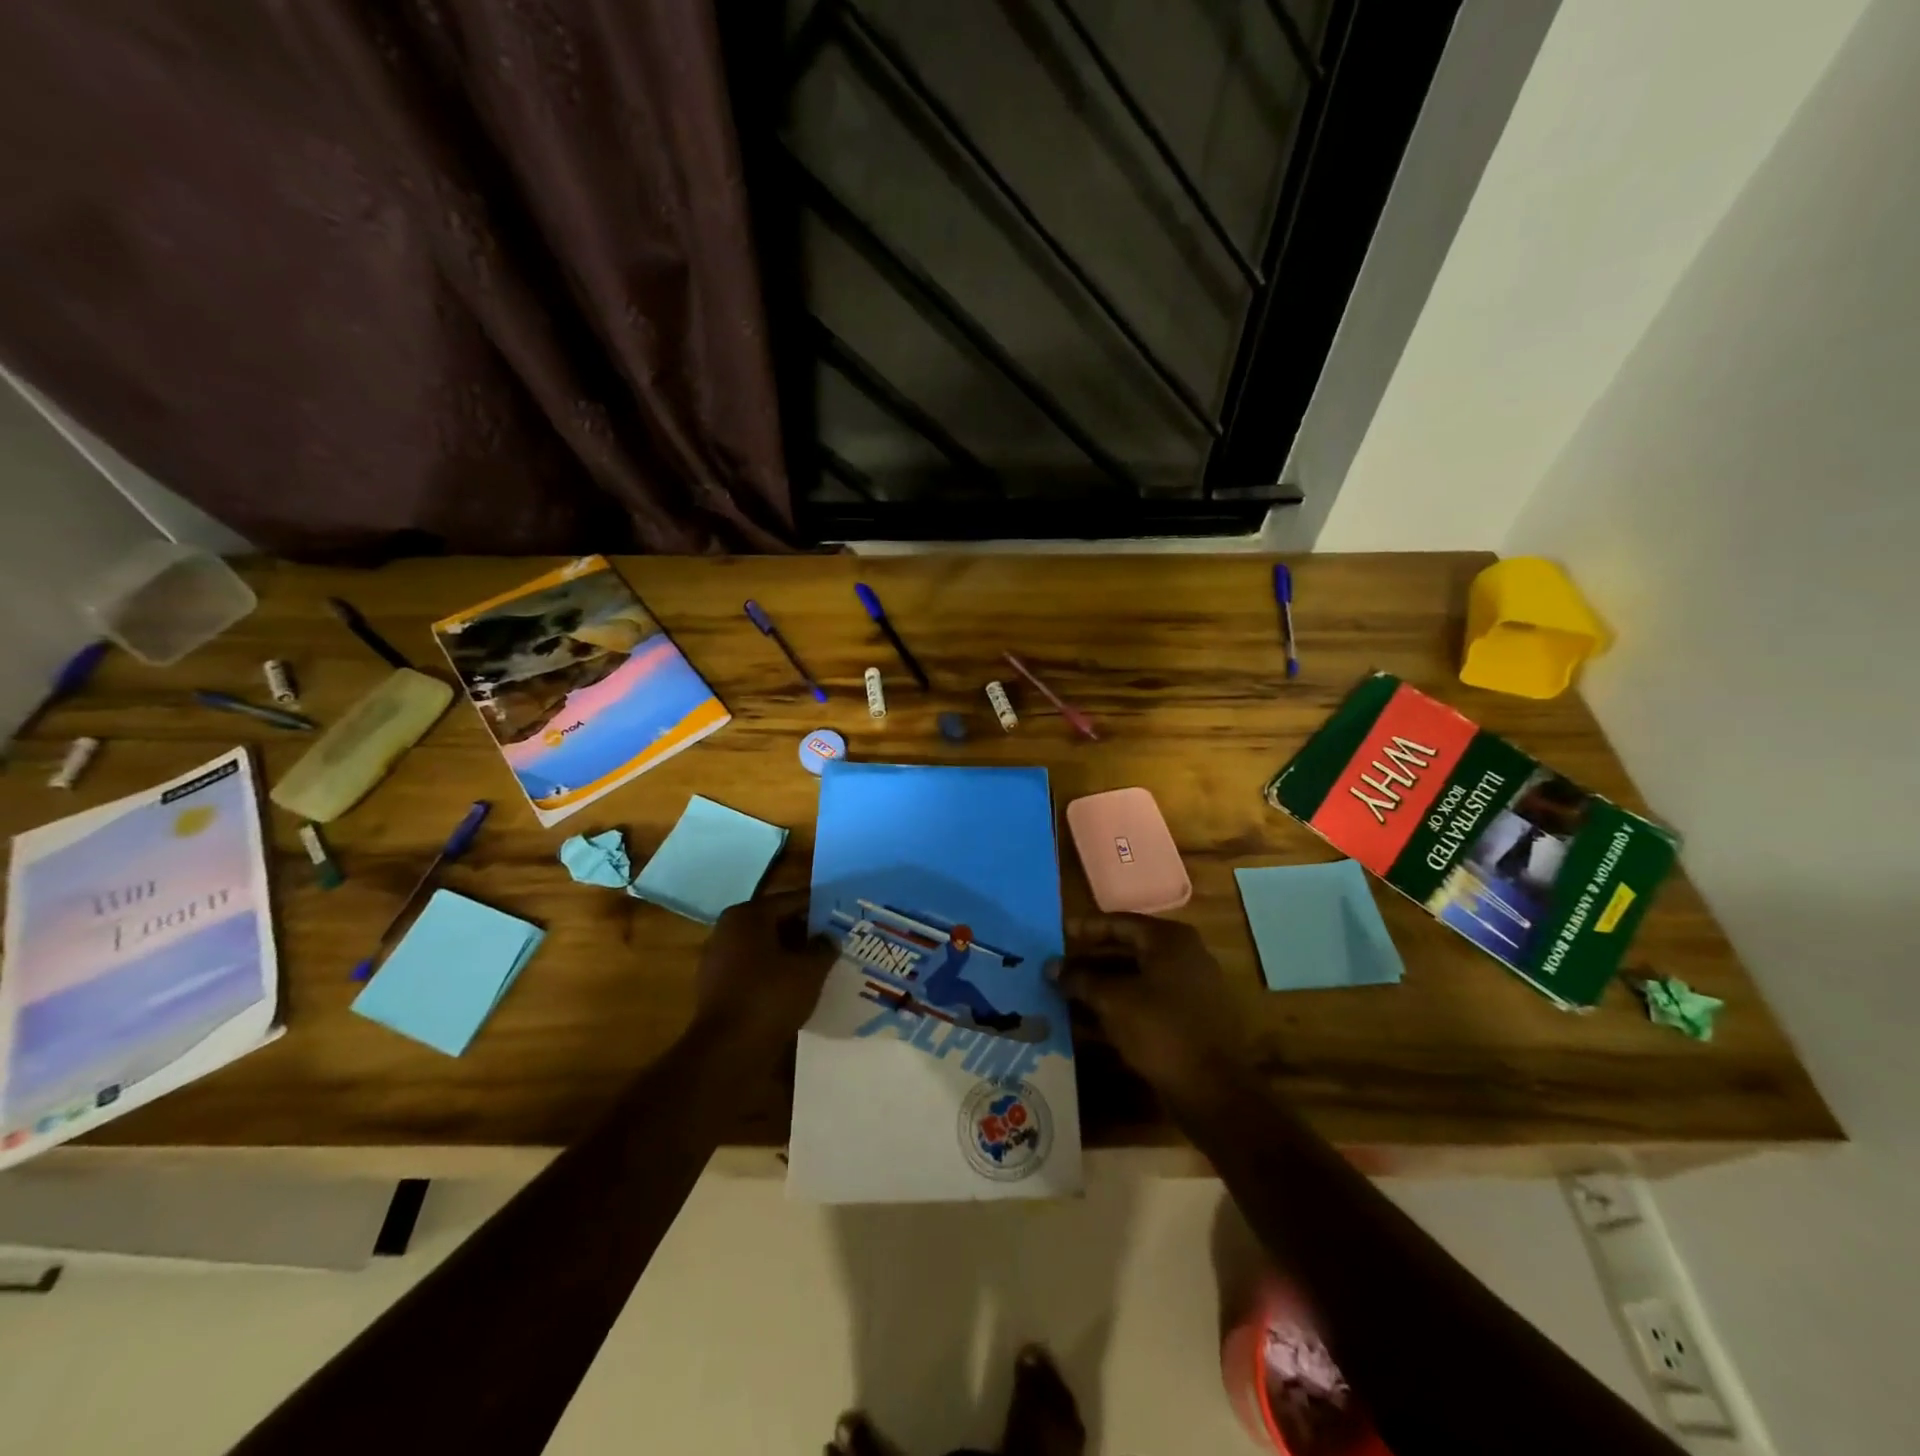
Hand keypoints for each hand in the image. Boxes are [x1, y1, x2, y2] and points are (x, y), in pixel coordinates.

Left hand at [693, 889, 836, 1052]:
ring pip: (766, 948)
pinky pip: (755, 970)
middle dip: (806, 932)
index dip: (820, 908)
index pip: (792, 900)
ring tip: (821, 965)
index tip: (843, 916)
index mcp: (747, 915)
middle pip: (776, 922)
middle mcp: (728, 930)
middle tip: (835, 941)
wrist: (728, 1050)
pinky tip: (798, 987)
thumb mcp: (810, 969)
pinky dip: (775, 974)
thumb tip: (829, 938)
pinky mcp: (718, 987)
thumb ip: (824, 947)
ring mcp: (719, 960)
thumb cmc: (770, 996)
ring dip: (791, 955)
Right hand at [1054, 914, 1251, 1103]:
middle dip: (1089, 963)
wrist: (1213, 1091)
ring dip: (1100, 989)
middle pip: (1127, 951)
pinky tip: (1086, 1025)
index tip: (1057, 934)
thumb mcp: (1113, 1000)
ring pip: (1134, 981)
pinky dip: (1117, 1010)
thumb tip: (1051, 967)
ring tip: (1063, 997)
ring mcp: (1188, 990)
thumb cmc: (1161, 1030)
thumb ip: (1081, 979)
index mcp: (1170, 941)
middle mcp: (1183, 957)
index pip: (1120, 923)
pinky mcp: (1187, 1022)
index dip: (1086, 929)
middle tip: (1057, 970)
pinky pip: (1145, 1005)